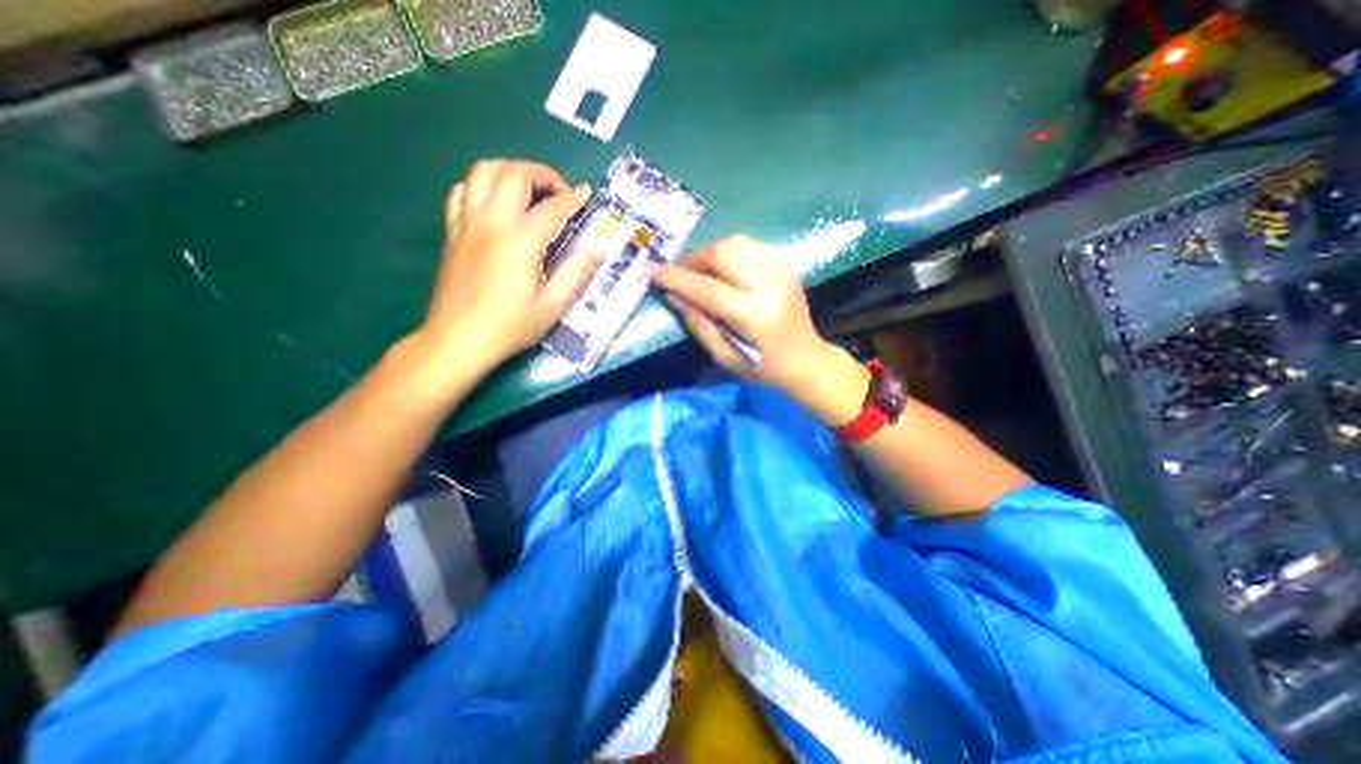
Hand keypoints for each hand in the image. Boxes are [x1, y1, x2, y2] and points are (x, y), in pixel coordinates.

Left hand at [414, 158, 595, 376]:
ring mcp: (467, 223)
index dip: (573, 197)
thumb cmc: (510, 326)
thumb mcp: (553, 305)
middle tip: (560, 191)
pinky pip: (462, 191)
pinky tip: (494, 201)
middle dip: (542, 174)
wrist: (459, 340)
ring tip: (529, 189)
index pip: (552, 206)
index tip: (587, 194)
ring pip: (483, 171)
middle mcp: (492, 221)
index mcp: (521, 240)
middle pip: (514, 174)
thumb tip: (599, 246)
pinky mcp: (452, 232)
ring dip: (510, 170)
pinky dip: (481, 185)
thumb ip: (576, 271)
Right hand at [651, 234, 864, 422]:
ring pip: (736, 244)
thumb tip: (673, 296)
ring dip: (710, 253)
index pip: (707, 289)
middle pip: (722, 255)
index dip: (678, 279)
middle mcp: (769, 285)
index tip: (655, 273)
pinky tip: (724, 267)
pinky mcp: (785, 265)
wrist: (806, 360)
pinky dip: (730, 251)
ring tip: (700, 271)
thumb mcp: (724, 356)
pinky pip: (750, 245)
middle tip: (680, 274)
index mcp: (753, 315)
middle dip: (693, 260)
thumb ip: (698, 324)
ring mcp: (780, 271)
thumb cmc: (763, 368)